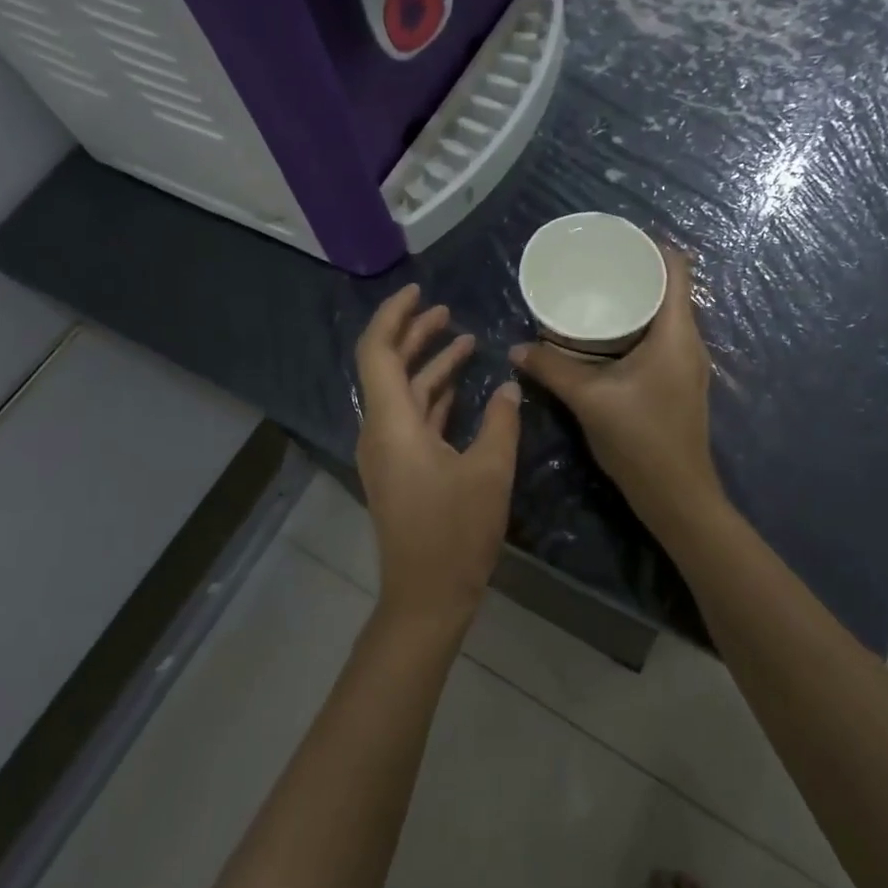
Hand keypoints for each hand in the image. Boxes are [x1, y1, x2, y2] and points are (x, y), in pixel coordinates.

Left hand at [354, 285, 521, 629]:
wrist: (427, 595)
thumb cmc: (456, 532)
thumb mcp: (490, 471)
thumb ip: (501, 422)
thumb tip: (510, 387)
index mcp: (392, 424)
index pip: (378, 352)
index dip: (395, 316)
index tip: (420, 293)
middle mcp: (381, 431)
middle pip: (389, 368)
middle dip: (415, 335)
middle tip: (447, 312)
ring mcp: (388, 452)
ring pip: (403, 394)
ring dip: (429, 366)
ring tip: (464, 341)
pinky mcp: (401, 470)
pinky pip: (412, 419)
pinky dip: (433, 397)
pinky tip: (461, 389)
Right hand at [509, 248, 720, 529]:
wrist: (676, 495)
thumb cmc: (640, 439)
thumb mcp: (590, 399)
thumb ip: (552, 369)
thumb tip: (517, 348)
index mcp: (676, 332)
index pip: (676, 268)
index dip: (650, 245)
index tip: (613, 238)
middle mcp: (688, 341)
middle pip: (669, 288)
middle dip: (634, 272)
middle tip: (594, 266)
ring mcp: (686, 364)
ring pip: (664, 316)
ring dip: (635, 302)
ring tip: (595, 294)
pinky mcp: (677, 383)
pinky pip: (659, 339)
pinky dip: (635, 328)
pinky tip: (604, 338)